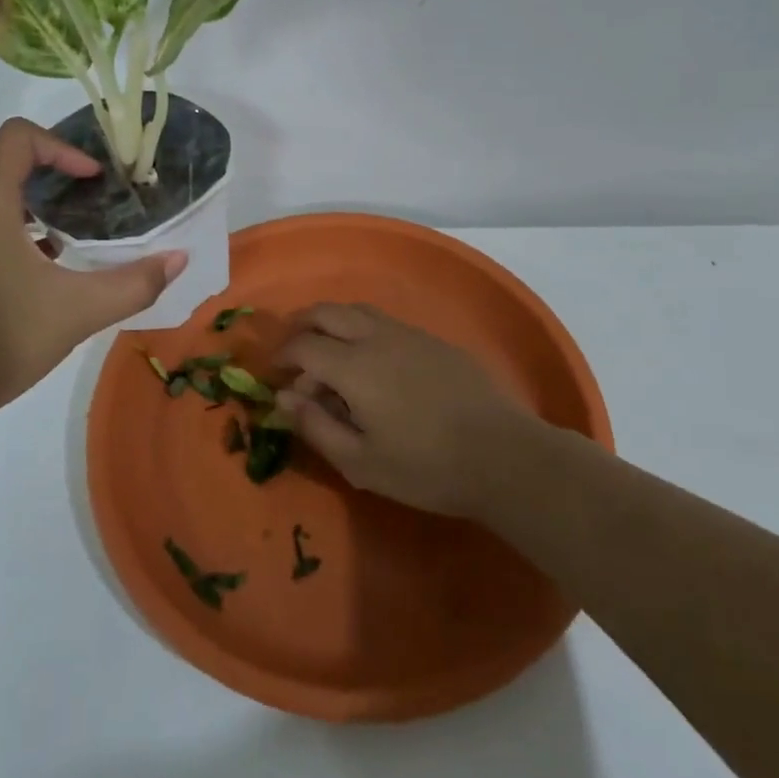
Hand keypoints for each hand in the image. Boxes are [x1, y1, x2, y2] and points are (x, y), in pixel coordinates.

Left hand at [0, 119, 185, 419]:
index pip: (17, 138)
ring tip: (72, 225)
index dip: (61, 147)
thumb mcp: (79, 311)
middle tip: (85, 191)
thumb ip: (134, 283)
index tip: (94, 179)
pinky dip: (16, 223)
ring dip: (30, 193)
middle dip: (46, 163)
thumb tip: (179, 258)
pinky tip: (47, 263)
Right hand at [276, 303, 539, 516]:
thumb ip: (316, 426)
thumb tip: (285, 398)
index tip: (275, 375)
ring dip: (332, 322)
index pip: (303, 346)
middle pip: (326, 312)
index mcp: (353, 366)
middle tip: (292, 352)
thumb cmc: (426, 467)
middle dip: (301, 326)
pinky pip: (384, 321)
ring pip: (356, 310)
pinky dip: (361, 329)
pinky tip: (371, 360)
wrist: (503, 456)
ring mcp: (408, 334)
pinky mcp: (433, 340)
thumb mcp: (360, 463)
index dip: (282, 356)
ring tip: (327, 352)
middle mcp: (376, 337)